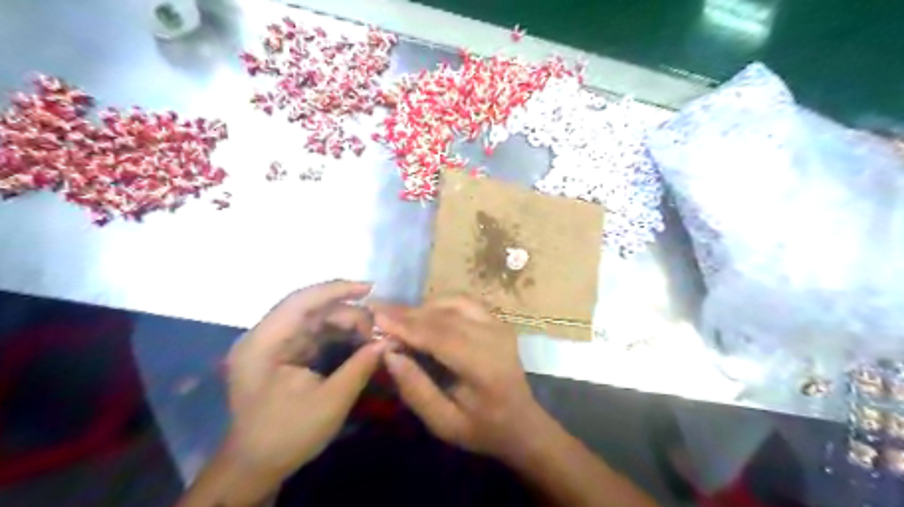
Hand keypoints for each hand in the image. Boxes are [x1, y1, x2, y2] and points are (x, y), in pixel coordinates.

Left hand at [229, 282, 385, 478]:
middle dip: (347, 312)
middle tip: (377, 327)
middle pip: (310, 308)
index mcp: (263, 344)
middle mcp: (264, 336)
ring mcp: (273, 344)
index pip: (300, 302)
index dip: (336, 290)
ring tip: (372, 334)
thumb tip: (388, 342)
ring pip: (314, 319)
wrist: (256, 465)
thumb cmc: (287, 435)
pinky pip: (314, 332)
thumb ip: (360, 366)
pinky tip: (358, 339)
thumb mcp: (331, 402)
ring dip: (344, 322)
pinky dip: (338, 333)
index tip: (370, 288)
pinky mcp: (283, 353)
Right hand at [373, 297, 547, 463]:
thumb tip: (389, 354)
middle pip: (446, 316)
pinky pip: (465, 302)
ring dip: (423, 307)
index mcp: (486, 368)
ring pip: (454, 302)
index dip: (408, 326)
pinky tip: (423, 314)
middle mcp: (495, 338)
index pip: (442, 337)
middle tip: (379, 314)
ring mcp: (500, 325)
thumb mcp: (444, 423)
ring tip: (398, 317)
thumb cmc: (481, 428)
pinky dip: (440, 304)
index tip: (377, 318)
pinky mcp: (498, 320)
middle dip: (409, 314)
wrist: (520, 421)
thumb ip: (416, 390)